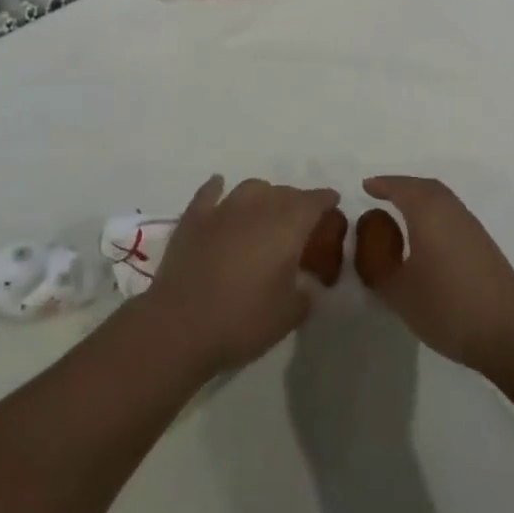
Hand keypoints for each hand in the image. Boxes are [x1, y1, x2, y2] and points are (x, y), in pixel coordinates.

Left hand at [141, 176, 340, 376]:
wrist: (181, 325)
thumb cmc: (242, 321)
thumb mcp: (289, 315)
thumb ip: (305, 292)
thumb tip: (305, 281)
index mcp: (286, 227)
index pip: (312, 202)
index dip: (325, 200)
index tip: (333, 201)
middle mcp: (257, 208)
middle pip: (283, 192)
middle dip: (296, 201)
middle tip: (300, 219)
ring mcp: (223, 209)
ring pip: (251, 188)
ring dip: (263, 195)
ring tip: (265, 210)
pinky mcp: (194, 218)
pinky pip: (210, 192)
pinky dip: (218, 188)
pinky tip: (220, 187)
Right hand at [357, 176, 513, 378]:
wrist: (507, 335)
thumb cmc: (447, 308)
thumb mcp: (398, 292)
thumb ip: (377, 266)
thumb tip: (369, 244)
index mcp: (428, 213)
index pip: (401, 188)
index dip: (382, 185)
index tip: (366, 186)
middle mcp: (452, 211)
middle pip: (425, 187)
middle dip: (402, 186)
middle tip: (382, 194)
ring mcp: (472, 227)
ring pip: (442, 200)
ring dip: (420, 199)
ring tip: (402, 213)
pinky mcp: (485, 245)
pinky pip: (452, 215)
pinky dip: (435, 214)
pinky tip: (428, 237)